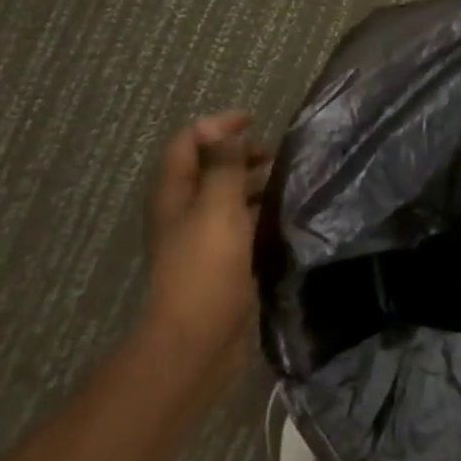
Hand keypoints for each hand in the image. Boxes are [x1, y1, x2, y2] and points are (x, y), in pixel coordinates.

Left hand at [141, 111, 270, 364]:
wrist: (197, 340)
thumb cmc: (206, 267)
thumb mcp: (218, 207)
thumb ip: (222, 165)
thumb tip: (219, 127)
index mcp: (175, 193)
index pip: (189, 142)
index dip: (218, 125)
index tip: (254, 120)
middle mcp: (183, 211)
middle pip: (207, 168)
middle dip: (239, 154)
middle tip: (275, 155)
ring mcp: (199, 238)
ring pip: (225, 196)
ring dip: (251, 183)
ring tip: (286, 182)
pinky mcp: (218, 262)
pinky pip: (237, 224)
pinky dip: (257, 212)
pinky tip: (282, 217)